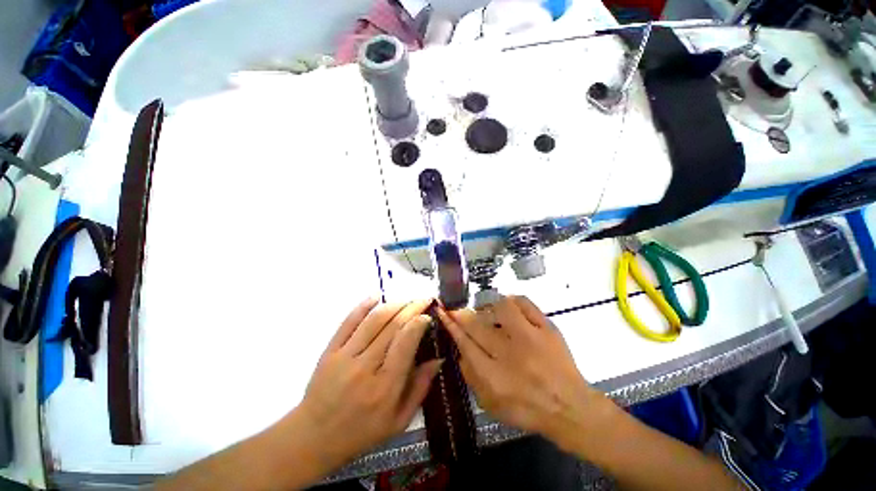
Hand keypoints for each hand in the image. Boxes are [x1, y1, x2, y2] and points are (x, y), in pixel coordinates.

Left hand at [293, 298, 442, 468]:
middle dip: (412, 308)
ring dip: (394, 305)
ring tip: (407, 299)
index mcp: (385, 387)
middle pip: (393, 326)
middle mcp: (366, 367)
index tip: (428, 316)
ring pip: (374, 320)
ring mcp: (345, 356)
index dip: (419, 323)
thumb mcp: (398, 421)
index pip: (406, 343)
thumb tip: (439, 358)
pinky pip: (349, 322)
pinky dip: (363, 305)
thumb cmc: (361, 432)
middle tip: (423, 300)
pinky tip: (376, 296)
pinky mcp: (330, 350)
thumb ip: (421, 388)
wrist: (314, 437)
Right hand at [437, 296, 610, 451]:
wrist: (569, 407)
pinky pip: (525, 303)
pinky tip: (509, 307)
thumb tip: (460, 350)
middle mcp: (509, 353)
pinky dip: (512, 300)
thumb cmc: (527, 408)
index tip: (443, 311)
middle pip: (477, 325)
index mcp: (493, 375)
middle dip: (462, 314)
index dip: (451, 324)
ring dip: (489, 307)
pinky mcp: (547, 328)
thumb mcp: (491, 403)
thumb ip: (471, 377)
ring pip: (501, 308)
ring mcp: (530, 337)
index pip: (464, 342)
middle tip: (458, 310)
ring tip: (489, 313)